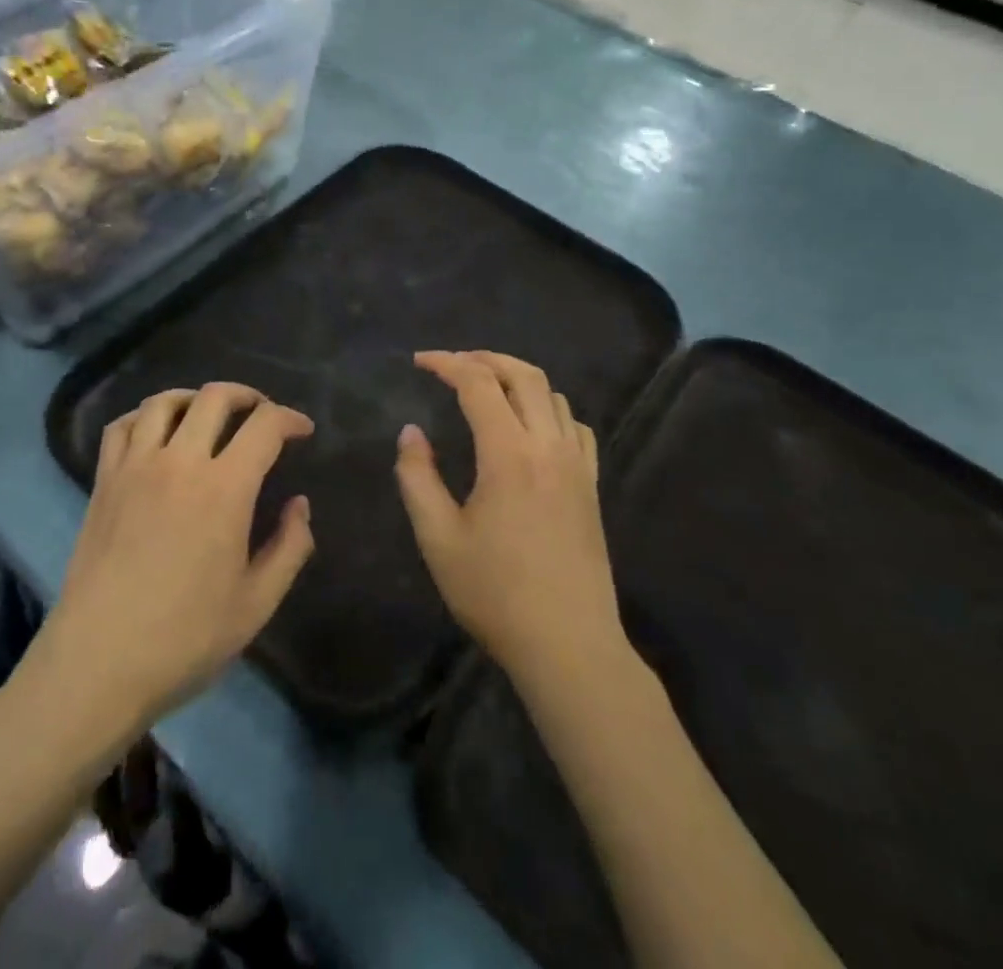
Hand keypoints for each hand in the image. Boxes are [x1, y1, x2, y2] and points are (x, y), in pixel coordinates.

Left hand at [38, 384, 316, 730]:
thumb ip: (289, 548)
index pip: (264, 426)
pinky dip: (144, 417)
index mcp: (224, 489)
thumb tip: (299, 505)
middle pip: (215, 398)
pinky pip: (121, 426)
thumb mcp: (256, 604)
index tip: (302, 430)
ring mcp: (135, 467)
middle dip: (247, 396)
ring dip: (195, 398)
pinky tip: (155, 434)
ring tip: (209, 415)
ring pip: (164, 402)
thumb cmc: (184, 638)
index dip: (290, 419)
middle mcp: (179, 462)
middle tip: (261, 415)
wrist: (98, 663)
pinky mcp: (104, 482)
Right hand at [395, 351, 622, 686]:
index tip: (419, 362)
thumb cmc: (495, 593)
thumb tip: (411, 432)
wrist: (568, 645)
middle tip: (452, 363)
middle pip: (523, 374)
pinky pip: (576, 426)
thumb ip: (417, 477)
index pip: (477, 384)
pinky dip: (550, 407)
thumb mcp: (438, 538)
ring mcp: (576, 465)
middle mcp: (548, 446)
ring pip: (553, 394)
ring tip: (487, 386)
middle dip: (484, 358)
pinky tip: (533, 424)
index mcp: (508, 454)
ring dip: (517, 378)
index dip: (446, 363)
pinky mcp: (591, 486)